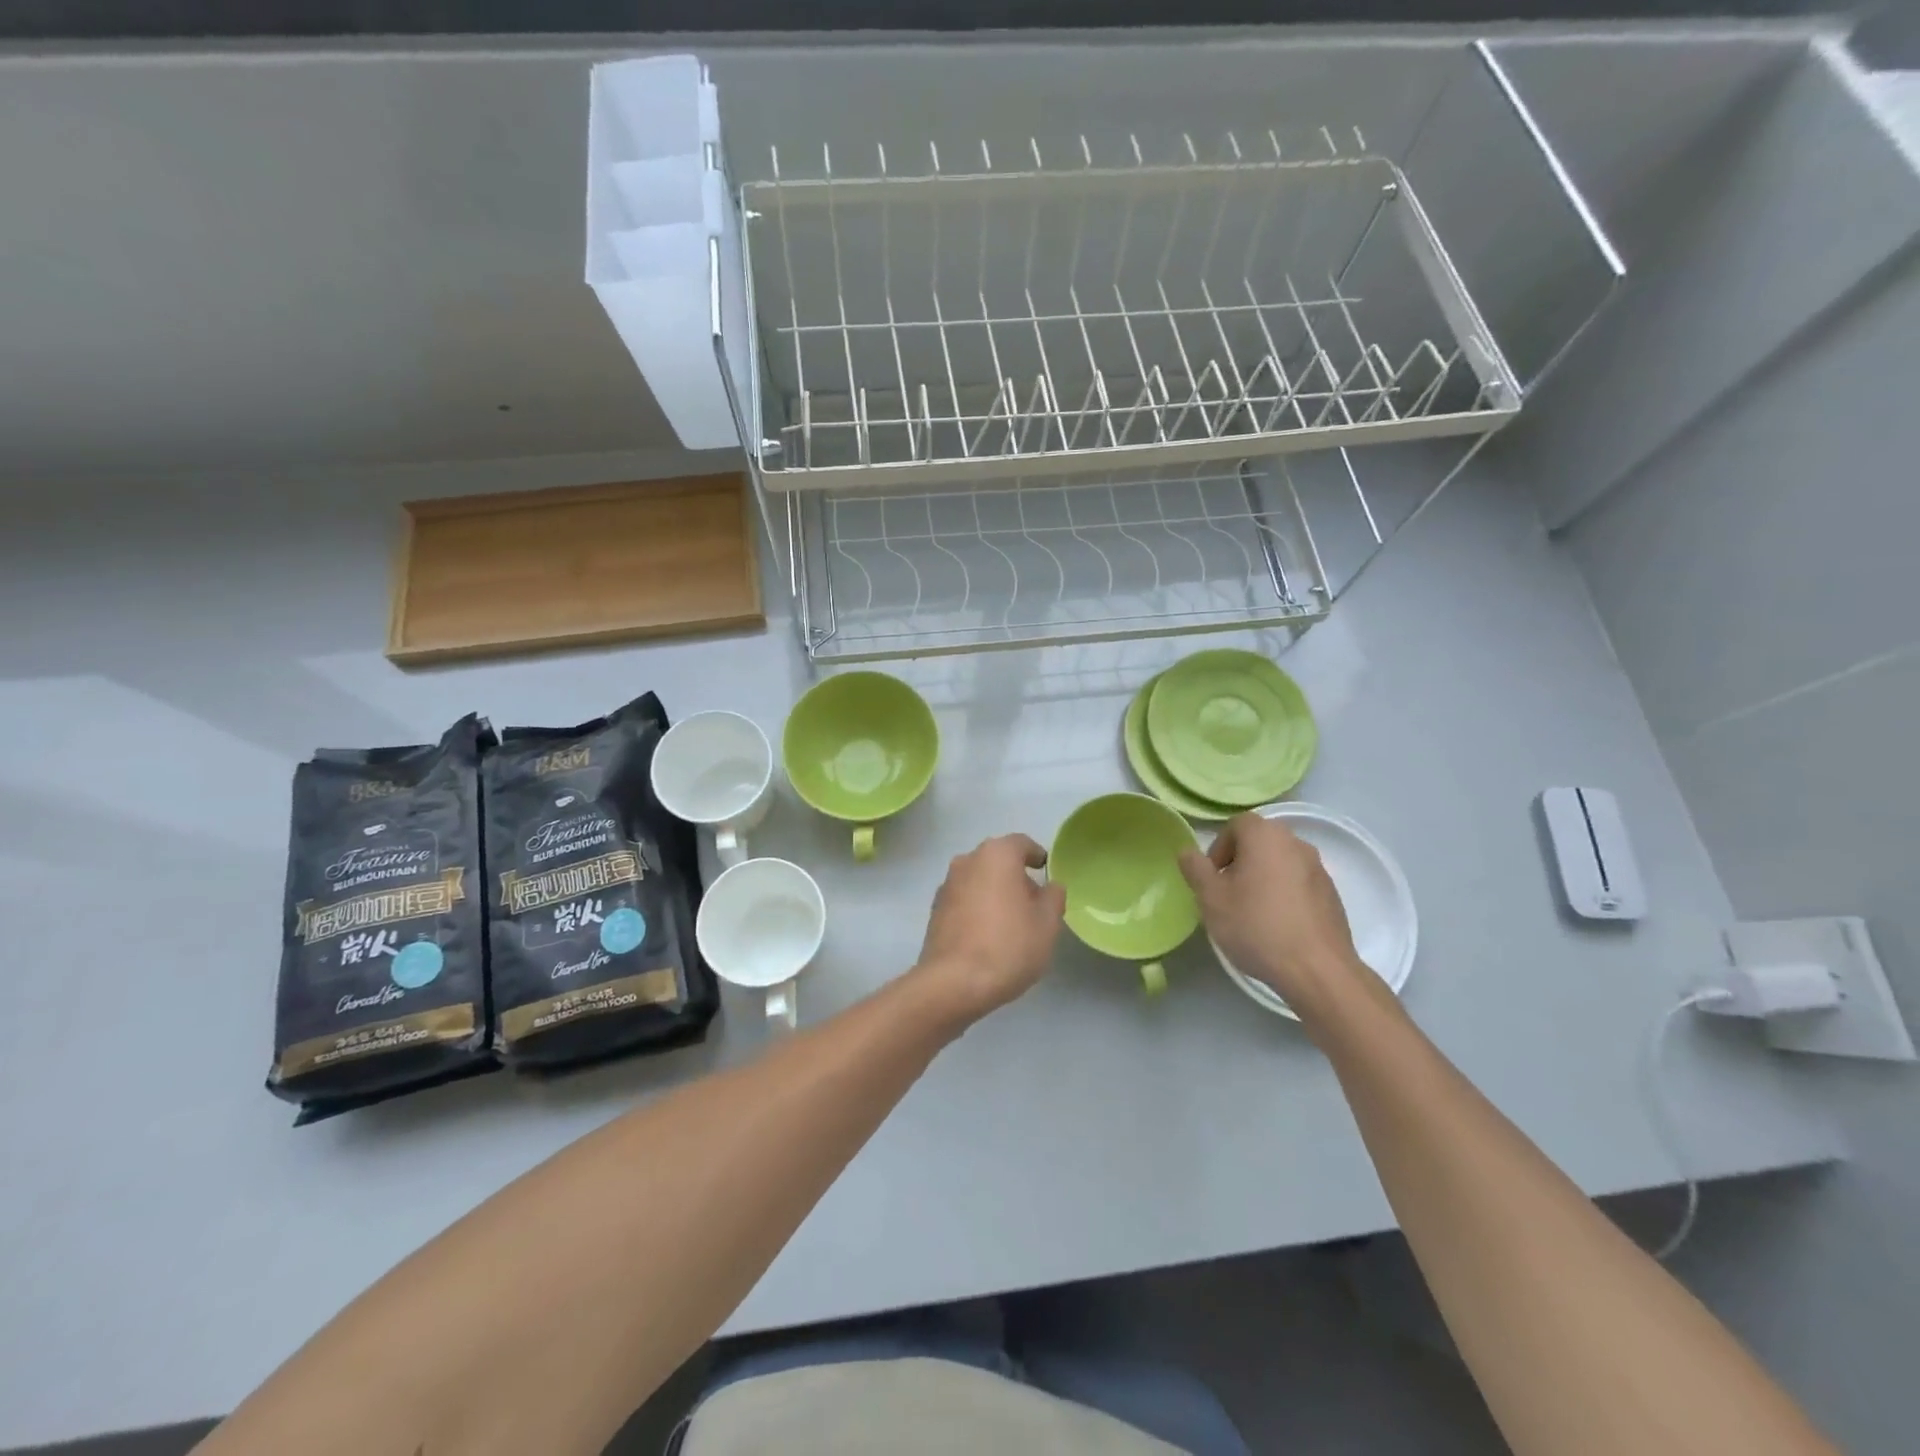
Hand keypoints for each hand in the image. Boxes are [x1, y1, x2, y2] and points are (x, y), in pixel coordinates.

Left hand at [915, 834, 1065, 1023]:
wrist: (954, 982)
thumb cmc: (1008, 945)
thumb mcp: (1047, 923)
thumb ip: (1053, 897)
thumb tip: (1049, 887)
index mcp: (997, 854)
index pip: (1022, 844)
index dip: (1037, 856)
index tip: (1046, 873)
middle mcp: (967, 860)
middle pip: (998, 861)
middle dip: (1016, 877)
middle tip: (1034, 903)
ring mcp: (947, 885)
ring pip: (979, 880)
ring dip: (994, 893)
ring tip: (1011, 923)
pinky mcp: (934, 910)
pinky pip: (964, 900)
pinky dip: (977, 909)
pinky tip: (987, 936)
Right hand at [1179, 813, 1370, 1020]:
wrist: (1317, 970)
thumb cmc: (1256, 926)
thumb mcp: (1210, 898)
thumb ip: (1195, 869)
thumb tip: (1187, 852)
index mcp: (1266, 836)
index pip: (1236, 825)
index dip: (1219, 848)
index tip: (1212, 878)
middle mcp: (1296, 844)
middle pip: (1260, 842)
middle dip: (1240, 862)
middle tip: (1227, 894)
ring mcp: (1319, 869)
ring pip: (1280, 863)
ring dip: (1263, 878)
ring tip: (1252, 912)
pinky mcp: (1332, 895)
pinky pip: (1299, 884)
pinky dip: (1284, 895)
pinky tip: (1277, 925)